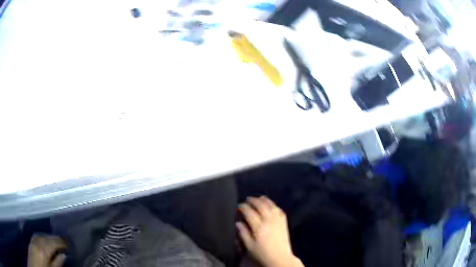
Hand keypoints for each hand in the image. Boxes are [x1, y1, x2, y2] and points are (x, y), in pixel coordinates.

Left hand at [28, 234, 66, 266]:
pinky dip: (43, 236)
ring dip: (49, 236)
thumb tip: (63, 255)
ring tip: (55, 239)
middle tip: (64, 239)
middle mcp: (38, 241)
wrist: (35, 264)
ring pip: (42, 235)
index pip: (54, 243)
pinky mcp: (31, 240)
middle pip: (48, 237)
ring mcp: (34, 240)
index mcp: (44, 249)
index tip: (68, 243)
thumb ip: (57, 263)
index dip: (61, 243)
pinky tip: (44, 238)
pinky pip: (38, 235)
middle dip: (56, 238)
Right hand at [237, 196, 302, 266]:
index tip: (239, 206)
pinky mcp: (284, 223)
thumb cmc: (262, 254)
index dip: (243, 207)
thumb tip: (238, 223)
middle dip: (253, 201)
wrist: (280, 258)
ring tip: (259, 198)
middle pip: (261, 206)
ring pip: (271, 206)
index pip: (249, 212)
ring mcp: (278, 221)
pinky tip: (271, 205)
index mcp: (258, 227)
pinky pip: (279, 210)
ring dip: (264, 200)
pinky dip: (274, 205)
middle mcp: (269, 221)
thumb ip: (243, 233)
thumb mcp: (249, 246)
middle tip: (247, 199)